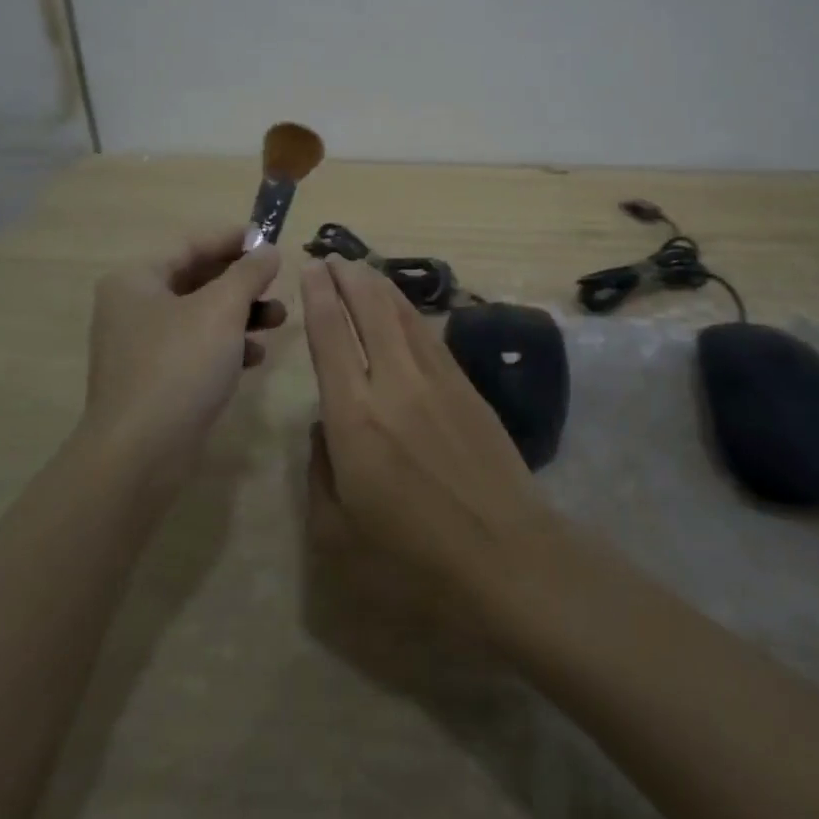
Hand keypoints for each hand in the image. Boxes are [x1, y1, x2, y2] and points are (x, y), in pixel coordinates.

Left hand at [82, 227, 283, 484]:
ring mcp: (141, 346)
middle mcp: (133, 307)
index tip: (271, 239)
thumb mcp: (222, 309)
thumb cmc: (179, 366)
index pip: (192, 244)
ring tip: (278, 320)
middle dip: (243, 282)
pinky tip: (255, 358)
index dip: (234, 239)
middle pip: (198, 279)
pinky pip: (196, 348)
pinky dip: (226, 346)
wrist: (139, 456)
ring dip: (241, 314)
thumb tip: (268, 248)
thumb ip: (249, 272)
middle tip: (278, 283)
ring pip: (201, 315)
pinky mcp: (154, 380)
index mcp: (137, 279)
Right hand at [301, 257, 549, 594]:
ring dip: (378, 286)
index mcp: (354, 418)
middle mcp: (393, 384)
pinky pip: (429, 334)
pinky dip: (409, 311)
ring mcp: (435, 380)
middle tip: (333, 257)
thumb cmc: (413, 561)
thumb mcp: (337, 535)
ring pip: (402, 315)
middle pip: (368, 311)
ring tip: (362, 268)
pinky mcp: (466, 386)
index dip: (319, 298)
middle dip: (348, 278)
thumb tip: (324, 425)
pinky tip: (402, 306)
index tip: (310, 268)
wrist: (508, 558)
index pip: (330, 338)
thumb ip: (319, 472)